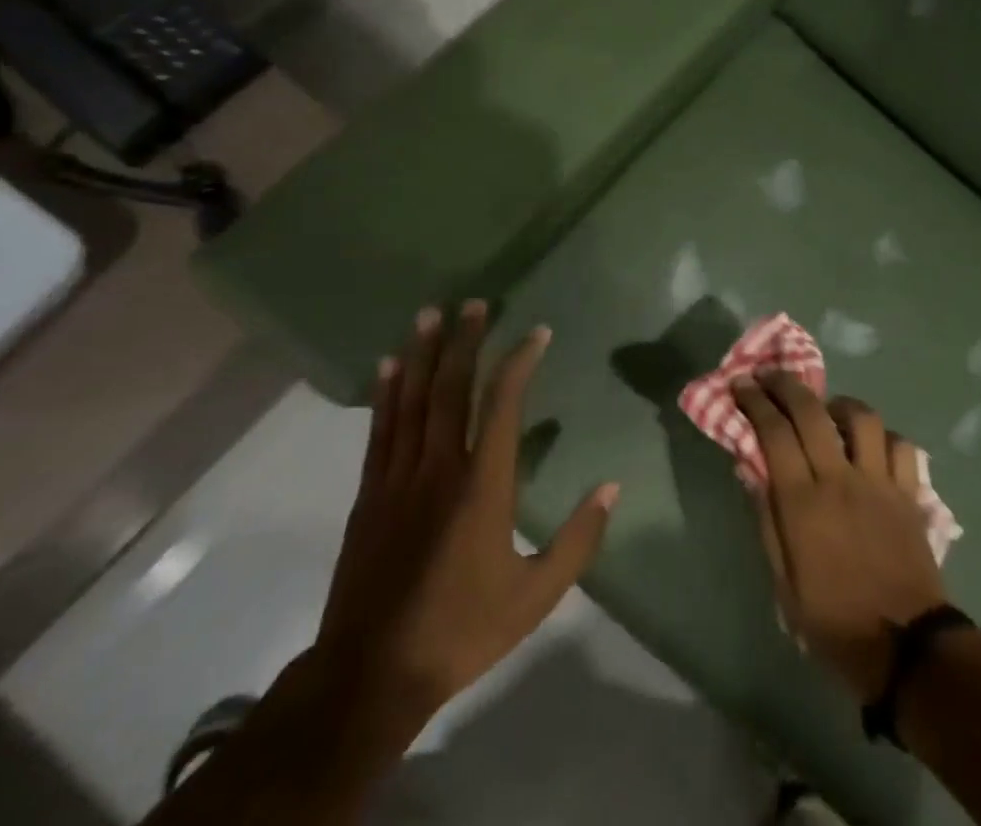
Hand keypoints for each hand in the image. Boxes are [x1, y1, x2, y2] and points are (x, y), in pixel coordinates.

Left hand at [310, 302, 618, 754]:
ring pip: (411, 401)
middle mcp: (438, 468)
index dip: (519, 362)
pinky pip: (380, 430)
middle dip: (464, 342)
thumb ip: (577, 540)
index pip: (502, 406)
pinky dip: (385, 393)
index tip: (537, 333)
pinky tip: (388, 367)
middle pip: (451, 389)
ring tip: (429, 315)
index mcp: (482, 486)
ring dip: (422, 354)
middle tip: (474, 303)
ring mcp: (398, 478)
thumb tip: (611, 487)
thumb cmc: (461, 630)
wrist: (369, 676)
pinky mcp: (369, 495)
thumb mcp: (535, 596)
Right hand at [734, 374, 949, 701]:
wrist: (904, 648)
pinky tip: (871, 444)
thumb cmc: (833, 621)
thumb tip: (751, 470)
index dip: (755, 402)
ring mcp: (879, 481)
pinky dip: (883, 437)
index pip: (775, 433)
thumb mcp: (783, 583)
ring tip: (827, 409)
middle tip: (770, 375)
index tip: (741, 384)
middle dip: (786, 385)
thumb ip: (767, 520)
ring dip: (839, 404)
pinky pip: (900, 445)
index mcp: (803, 503)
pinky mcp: (909, 491)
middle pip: (812, 412)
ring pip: (861, 417)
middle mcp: (840, 479)